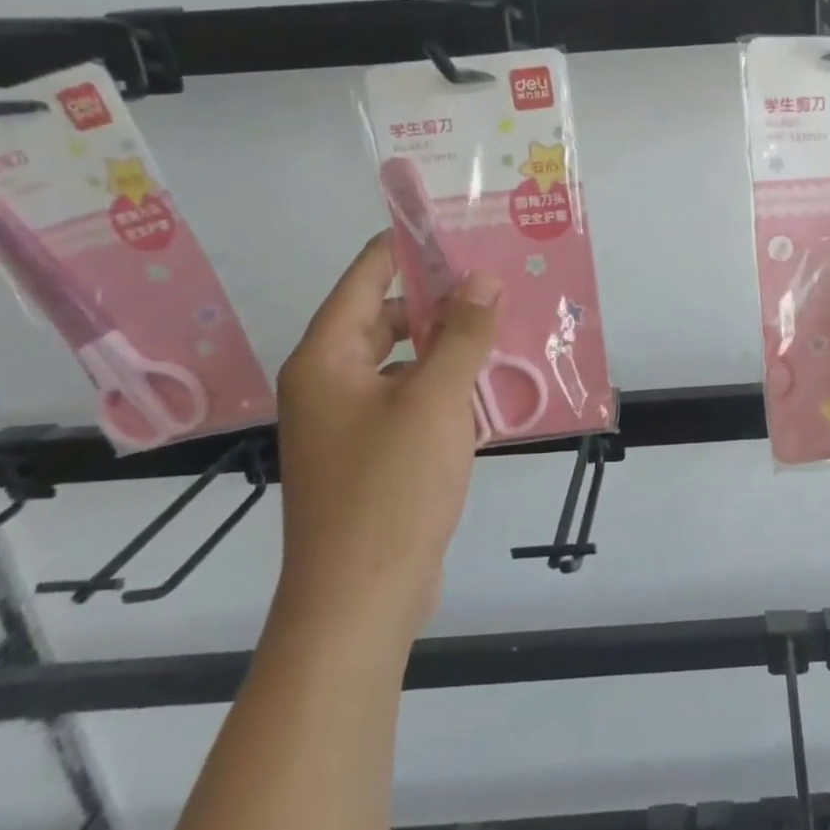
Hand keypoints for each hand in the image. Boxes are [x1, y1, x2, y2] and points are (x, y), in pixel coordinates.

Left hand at [274, 234, 500, 639]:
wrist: (359, 600)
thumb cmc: (390, 488)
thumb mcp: (435, 401)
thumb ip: (461, 335)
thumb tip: (481, 280)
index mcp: (326, 358)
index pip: (366, 278)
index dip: (408, 248)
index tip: (458, 229)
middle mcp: (328, 383)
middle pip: (384, 319)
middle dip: (439, 301)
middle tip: (495, 286)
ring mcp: (347, 423)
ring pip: (401, 363)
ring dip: (447, 348)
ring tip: (502, 332)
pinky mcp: (370, 456)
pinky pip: (409, 402)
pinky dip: (444, 389)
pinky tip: (489, 391)